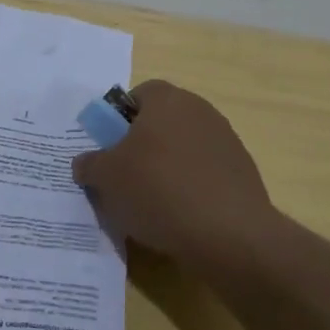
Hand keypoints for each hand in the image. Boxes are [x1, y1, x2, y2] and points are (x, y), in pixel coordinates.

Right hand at [72, 80, 275, 282]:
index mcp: (167, 99)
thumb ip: (90, 164)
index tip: (110, 150)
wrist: (229, 234)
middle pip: (162, 122)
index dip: (119, 120)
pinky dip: (192, 188)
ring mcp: (227, 140)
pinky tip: (183, 217)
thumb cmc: (158, 190)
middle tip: (126, 177)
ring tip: (154, 205)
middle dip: (143, 146)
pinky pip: (206, 173)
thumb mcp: (106, 178)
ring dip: (168, 168)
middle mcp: (200, 110)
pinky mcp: (243, 172)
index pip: (137, 95)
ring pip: (184, 148)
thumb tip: (86, 163)